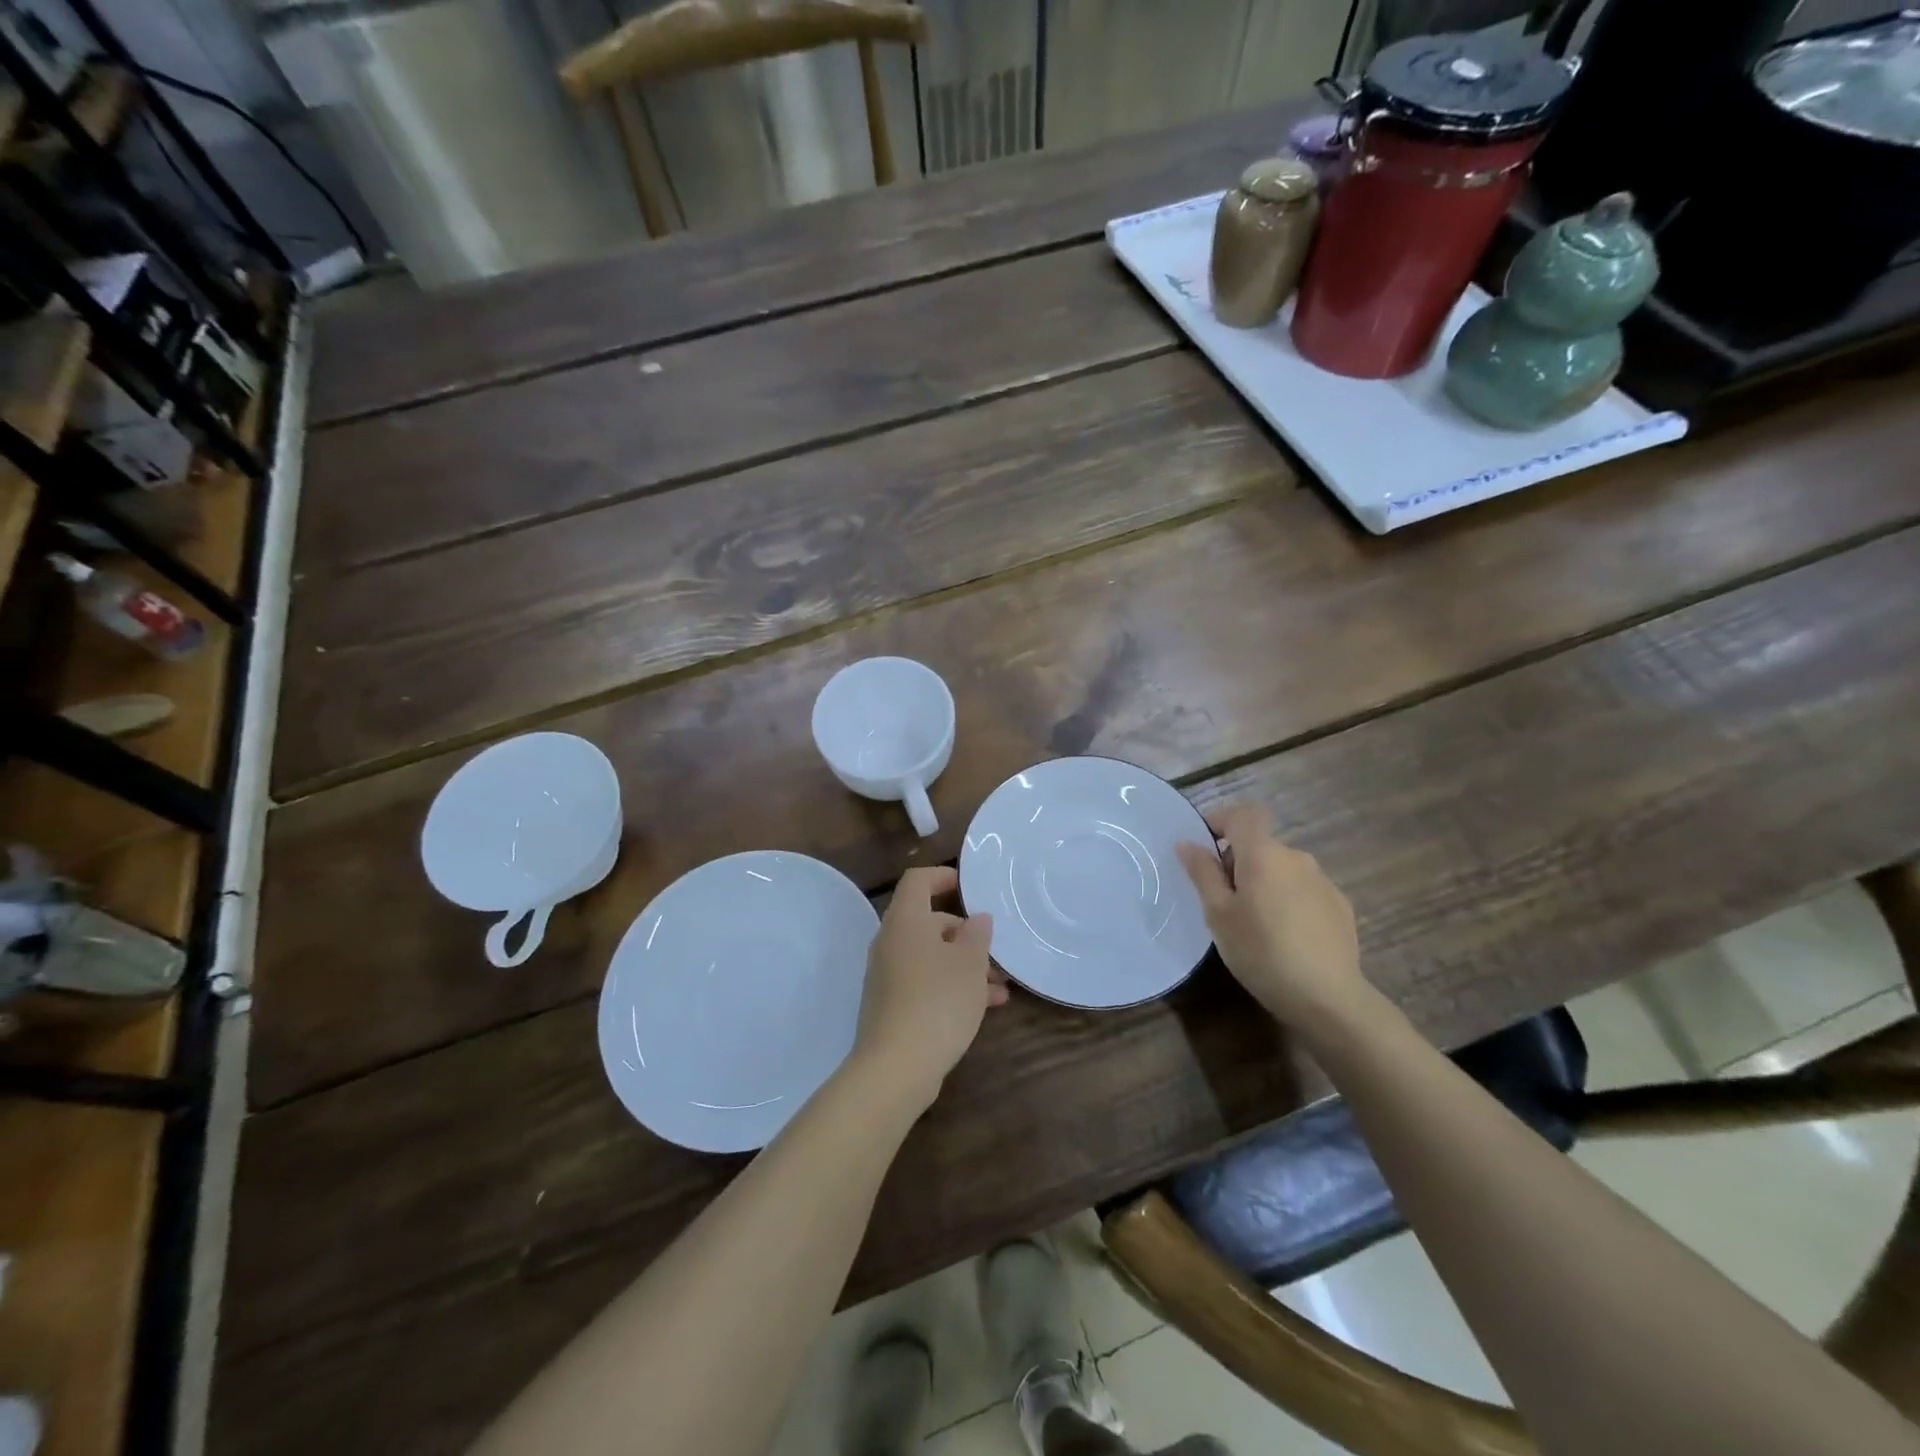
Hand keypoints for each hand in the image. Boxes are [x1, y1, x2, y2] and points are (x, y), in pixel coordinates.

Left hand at [852, 866, 1005, 1107]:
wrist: (896, 1067)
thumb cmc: (938, 1001)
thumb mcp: (969, 964)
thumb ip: (976, 935)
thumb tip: (976, 919)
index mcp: (905, 921)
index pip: (917, 881)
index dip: (942, 876)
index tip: (968, 887)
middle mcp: (891, 942)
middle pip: (929, 923)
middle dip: (966, 935)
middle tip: (996, 953)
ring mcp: (888, 976)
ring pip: (931, 957)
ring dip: (965, 966)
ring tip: (1000, 987)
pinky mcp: (891, 1006)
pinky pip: (925, 983)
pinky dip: (952, 987)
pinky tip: (984, 1007)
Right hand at [1175, 803, 1365, 1029]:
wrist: (1327, 997)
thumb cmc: (1261, 951)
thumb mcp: (1218, 914)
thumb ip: (1203, 873)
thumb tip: (1187, 843)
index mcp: (1263, 854)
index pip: (1242, 814)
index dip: (1220, 820)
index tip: (1204, 846)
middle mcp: (1296, 857)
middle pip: (1260, 844)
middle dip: (1238, 862)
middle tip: (1222, 900)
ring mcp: (1322, 881)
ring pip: (1282, 869)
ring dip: (1264, 882)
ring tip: (1254, 922)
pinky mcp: (1339, 905)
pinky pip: (1303, 890)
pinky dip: (1288, 900)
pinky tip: (1285, 936)